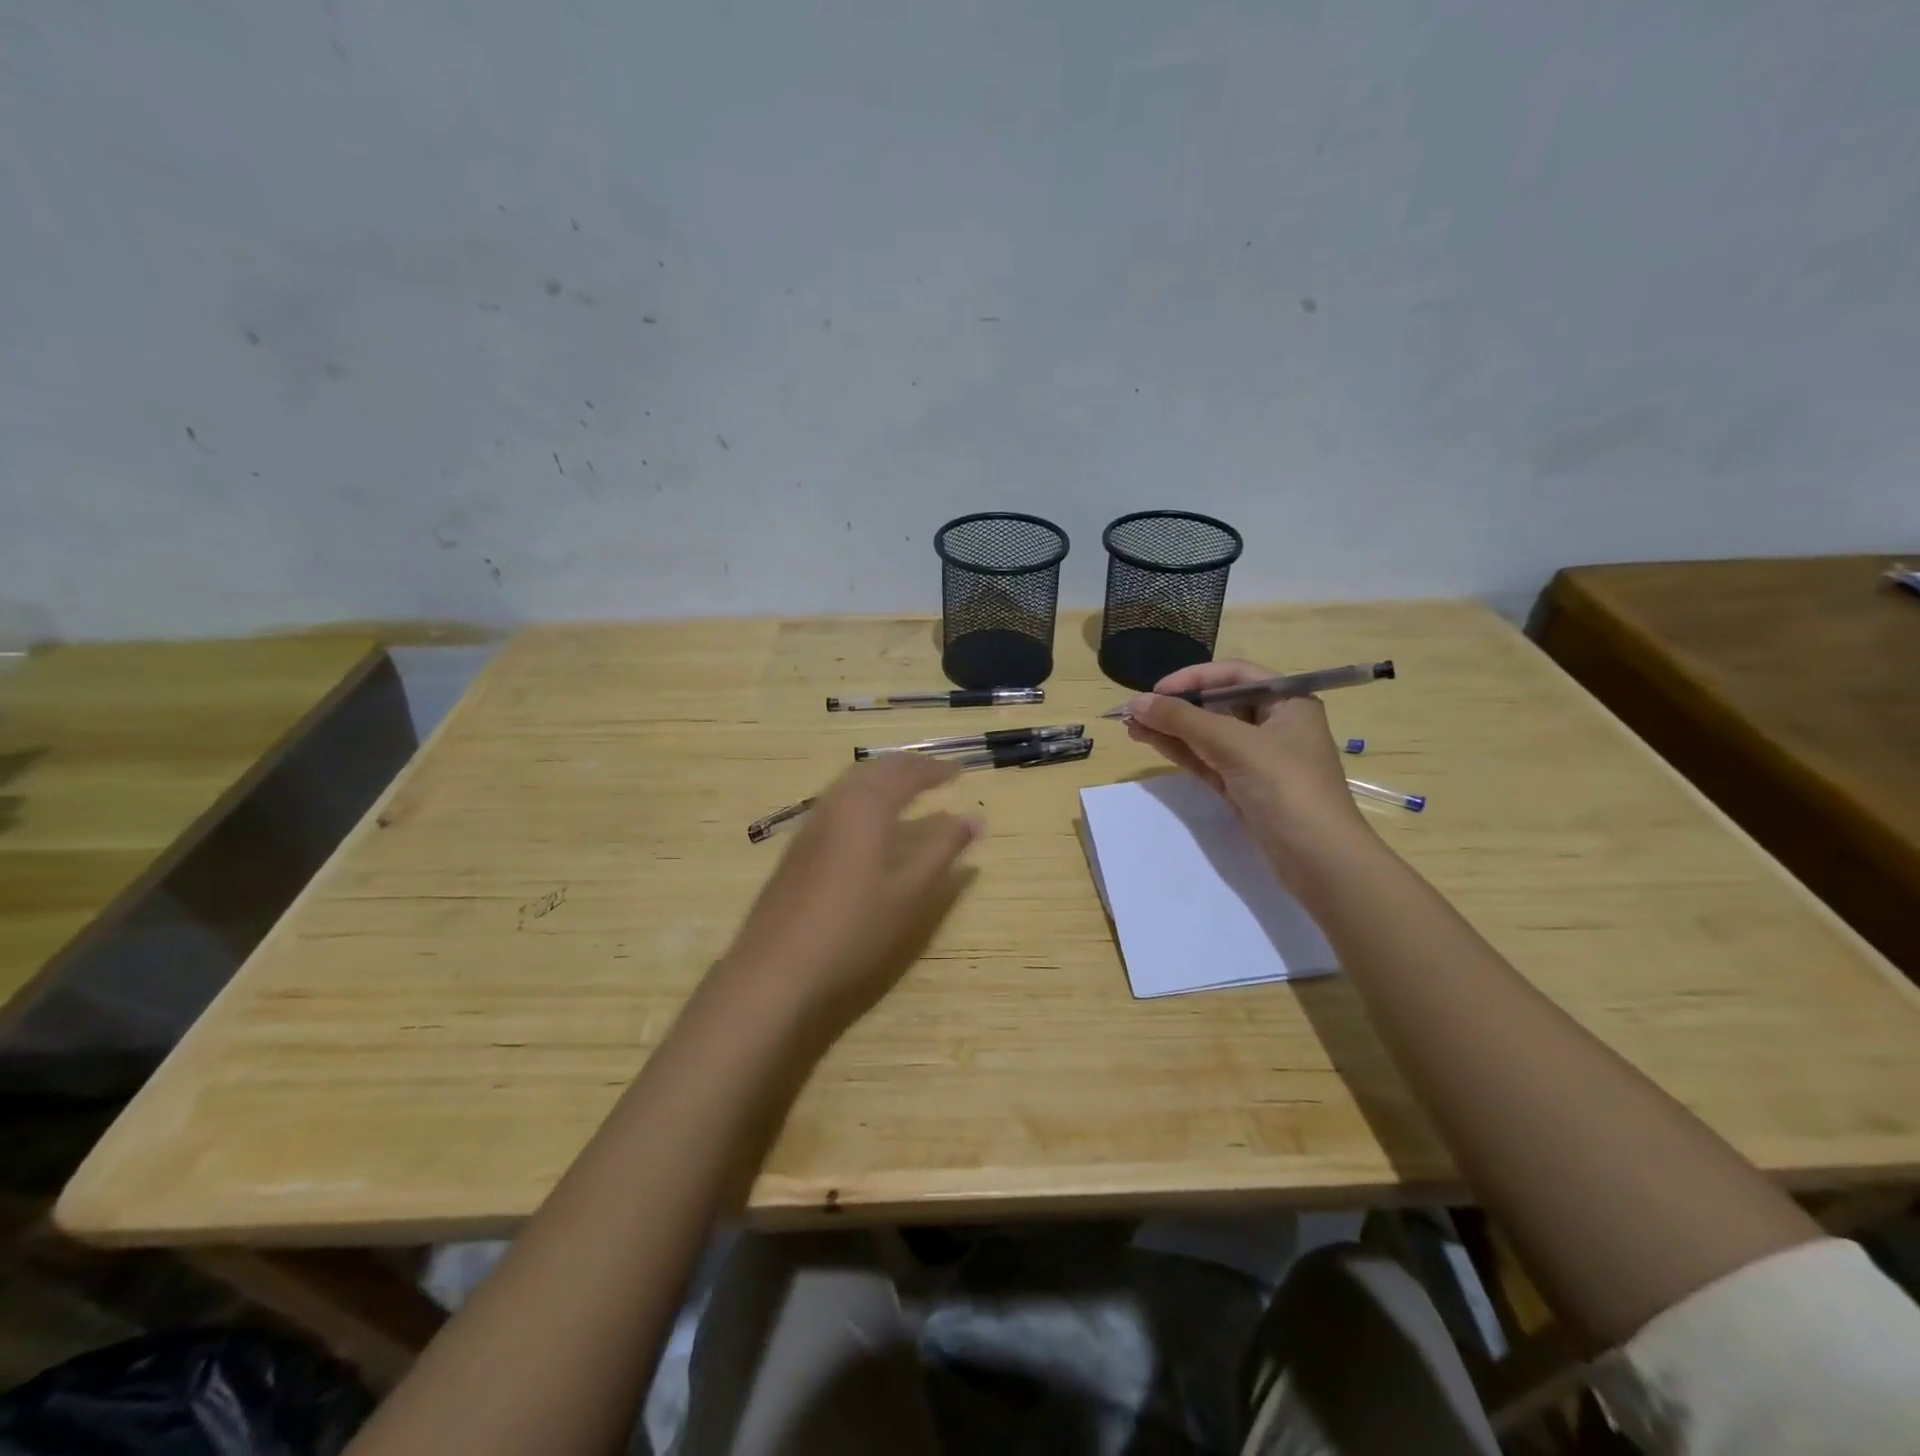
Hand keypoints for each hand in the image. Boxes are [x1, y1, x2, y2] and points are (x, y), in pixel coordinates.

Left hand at [719, 754, 980, 1038]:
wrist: (777, 968)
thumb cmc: (854, 928)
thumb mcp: (910, 891)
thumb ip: (943, 849)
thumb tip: (974, 818)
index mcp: (866, 806)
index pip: (906, 774)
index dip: (935, 770)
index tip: (960, 771)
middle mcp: (836, 804)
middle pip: (875, 770)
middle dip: (907, 767)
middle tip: (936, 773)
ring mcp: (811, 825)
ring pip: (852, 784)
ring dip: (883, 778)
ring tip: (907, 789)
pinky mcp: (798, 847)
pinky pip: (838, 803)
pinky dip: (864, 797)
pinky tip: (869, 823)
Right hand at [1124, 660, 1371, 879]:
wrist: (1319, 860)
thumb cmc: (1286, 788)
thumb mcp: (1235, 745)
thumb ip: (1184, 720)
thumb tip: (1136, 702)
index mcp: (1288, 702)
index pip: (1234, 674)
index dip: (1194, 678)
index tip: (1156, 691)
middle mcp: (1274, 724)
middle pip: (1218, 704)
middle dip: (1176, 706)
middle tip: (1135, 712)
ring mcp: (1258, 759)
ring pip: (1207, 734)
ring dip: (1171, 728)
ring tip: (1131, 726)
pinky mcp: (1243, 787)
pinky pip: (1206, 759)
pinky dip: (1180, 750)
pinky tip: (1151, 741)